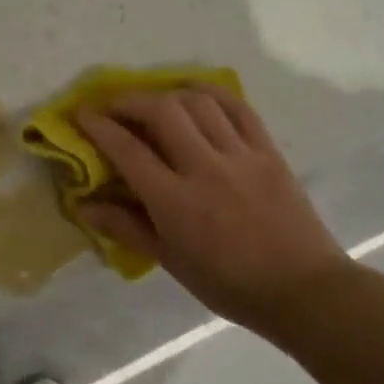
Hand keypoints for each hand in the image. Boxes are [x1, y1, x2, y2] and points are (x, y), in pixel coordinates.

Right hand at [77, 88, 349, 325]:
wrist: (302, 290)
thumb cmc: (228, 283)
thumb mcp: (170, 261)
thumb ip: (126, 227)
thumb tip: (83, 205)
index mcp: (176, 201)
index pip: (128, 150)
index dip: (99, 126)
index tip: (81, 114)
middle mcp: (205, 168)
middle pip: (162, 111)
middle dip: (130, 100)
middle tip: (114, 105)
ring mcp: (240, 155)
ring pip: (198, 102)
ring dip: (168, 94)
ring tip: (154, 102)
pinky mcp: (268, 151)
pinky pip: (238, 108)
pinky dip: (212, 94)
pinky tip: (197, 96)